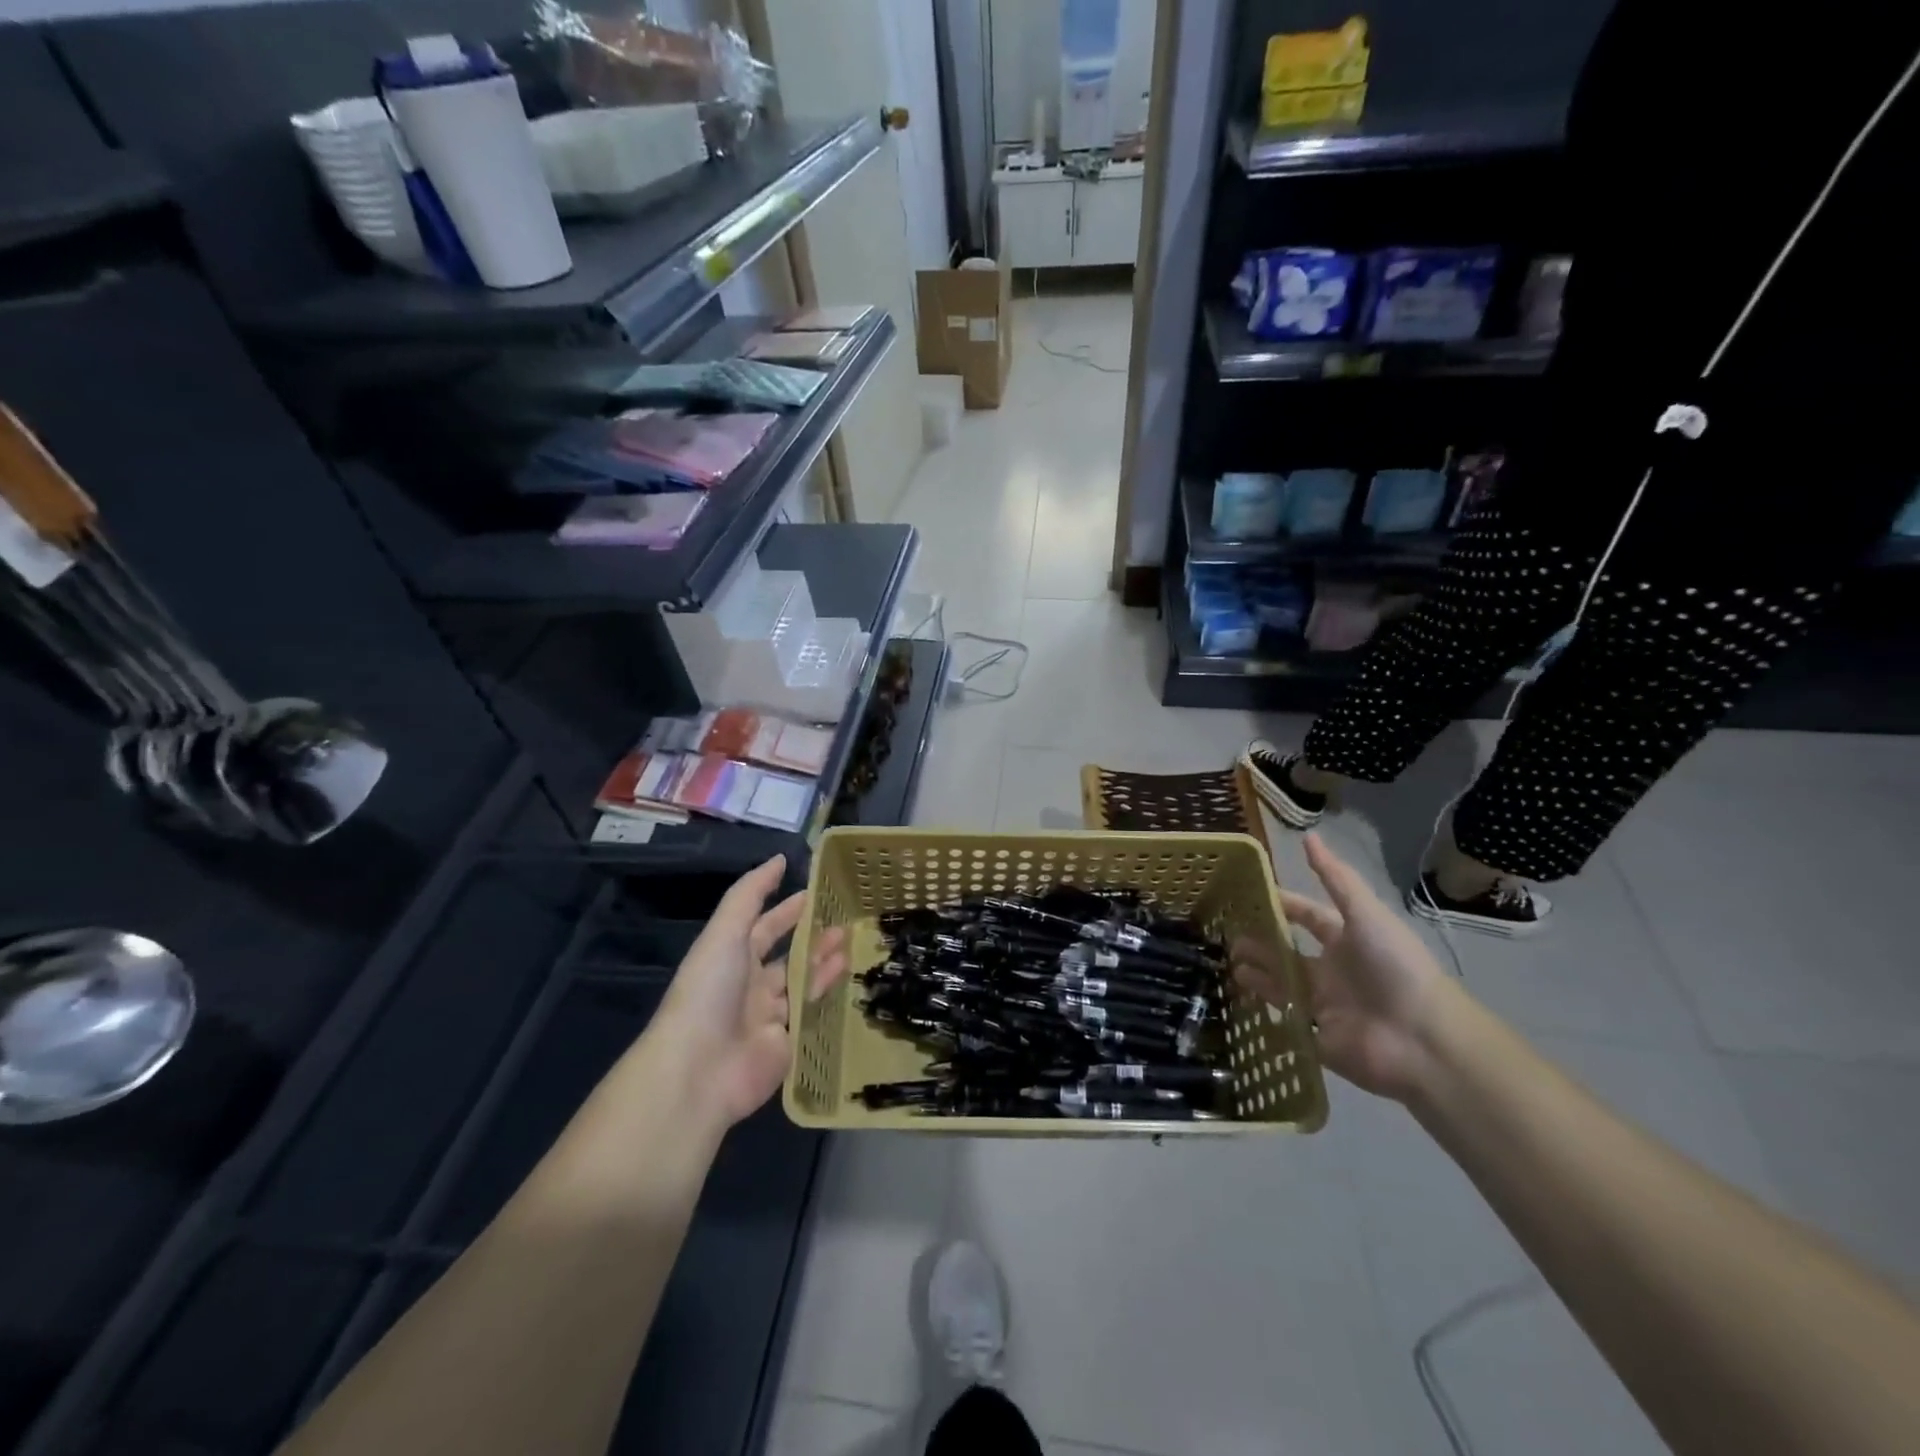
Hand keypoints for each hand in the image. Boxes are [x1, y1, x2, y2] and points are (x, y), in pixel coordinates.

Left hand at [656, 855, 849, 1126]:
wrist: (699, 1069)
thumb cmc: (709, 991)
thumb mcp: (725, 932)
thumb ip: (751, 894)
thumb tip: (778, 859)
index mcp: (730, 957)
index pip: (763, 926)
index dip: (787, 909)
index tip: (816, 892)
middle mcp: (749, 984)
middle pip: (786, 954)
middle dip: (812, 935)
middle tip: (846, 916)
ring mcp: (768, 1016)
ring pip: (801, 981)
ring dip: (824, 960)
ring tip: (852, 940)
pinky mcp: (787, 1044)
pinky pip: (810, 1013)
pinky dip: (827, 993)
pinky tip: (848, 974)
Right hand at [1232, 833, 1453, 1101]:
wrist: (1421, 1041)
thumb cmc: (1395, 969)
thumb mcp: (1366, 915)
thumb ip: (1336, 879)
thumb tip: (1309, 836)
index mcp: (1346, 940)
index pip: (1308, 916)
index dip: (1282, 905)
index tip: (1247, 896)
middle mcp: (1333, 971)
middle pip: (1288, 952)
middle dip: (1259, 942)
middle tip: (1227, 936)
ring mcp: (1324, 1005)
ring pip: (1281, 984)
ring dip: (1256, 973)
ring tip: (1229, 963)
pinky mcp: (1317, 1037)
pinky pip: (1284, 1020)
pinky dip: (1263, 1009)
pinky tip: (1239, 995)